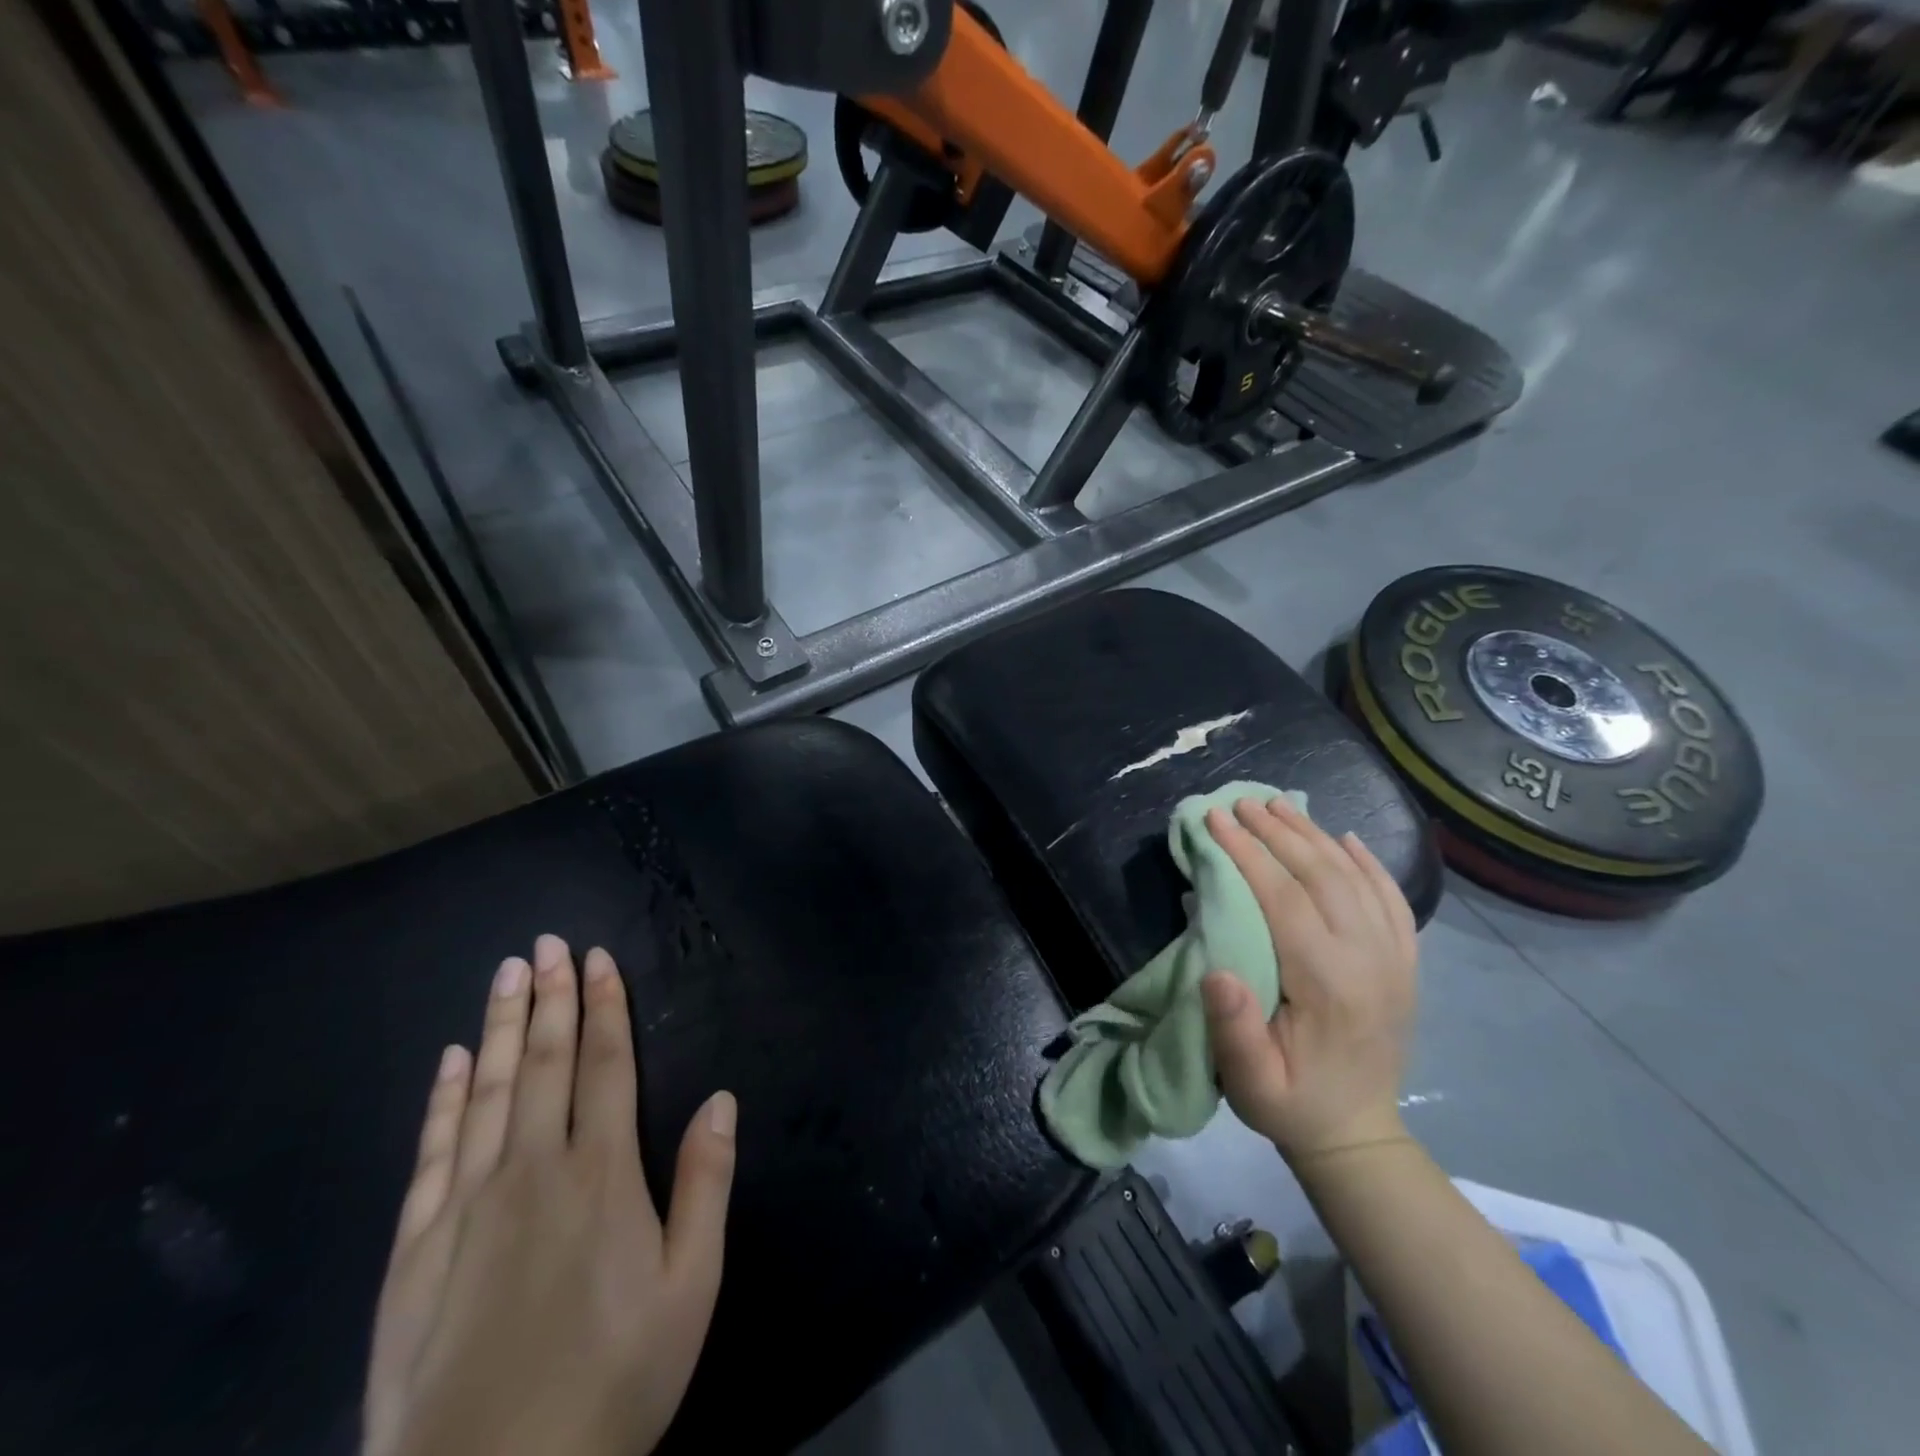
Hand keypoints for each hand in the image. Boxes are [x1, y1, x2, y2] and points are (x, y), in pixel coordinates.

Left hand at [364, 935, 737, 1455]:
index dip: (604, 1006)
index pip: (606, 1065)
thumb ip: (705, 1184)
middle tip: (545, 943)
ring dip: (502, 1026)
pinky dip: (444, 1098)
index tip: (596, 958)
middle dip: (550, 997)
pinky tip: (453, 1060)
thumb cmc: (612, 1383)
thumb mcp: (690, 1288)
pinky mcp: (414, 1249)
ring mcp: (466, 1206)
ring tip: (506, 974)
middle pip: (545, 1063)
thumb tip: (721, 1098)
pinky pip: (432, 1152)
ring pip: (488, 1091)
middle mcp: (532, 1170)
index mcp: (602, 1174)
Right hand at [1199, 796, 1417, 1161]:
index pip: (1283, 898)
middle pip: (1321, 876)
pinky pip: (1392, 899)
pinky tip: (1346, 838)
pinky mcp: (1405, 963)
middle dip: (1276, 832)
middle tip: (1240, 802)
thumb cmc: (1289, 1101)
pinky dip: (1369, 863)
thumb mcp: (1249, 1081)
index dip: (1246, 853)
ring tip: (1278, 806)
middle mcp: (1369, 961)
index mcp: (1327, 984)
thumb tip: (1216, 971)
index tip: (1214, 819)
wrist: (1356, 1132)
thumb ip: (1233, 1030)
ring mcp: (1395, 959)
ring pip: (1355, 878)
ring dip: (1314, 836)